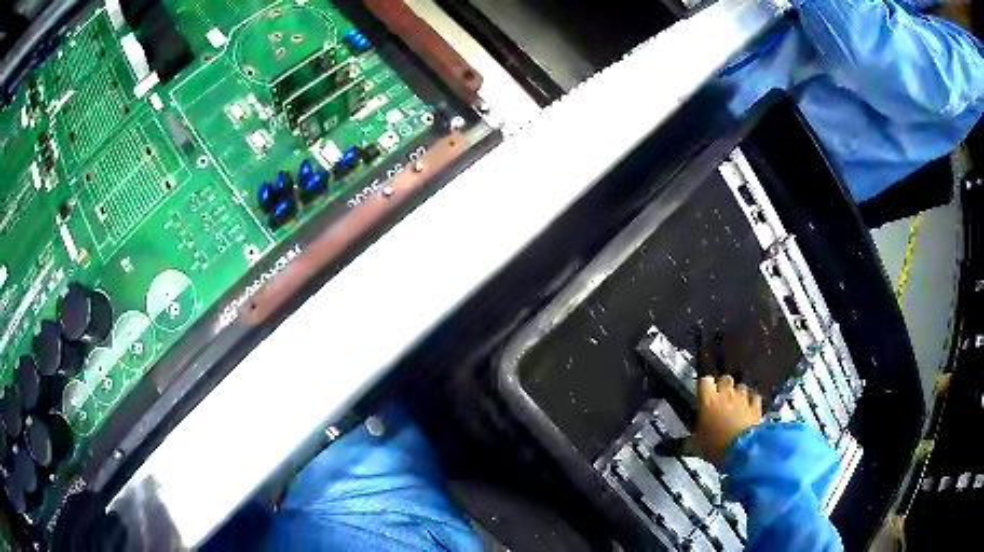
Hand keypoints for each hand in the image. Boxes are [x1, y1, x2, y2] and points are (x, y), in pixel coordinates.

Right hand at [689, 375, 762, 464]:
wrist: (742, 450)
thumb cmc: (716, 446)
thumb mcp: (696, 447)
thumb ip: (691, 441)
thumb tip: (685, 444)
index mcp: (708, 401)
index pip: (705, 381)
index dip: (705, 385)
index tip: (703, 391)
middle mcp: (726, 395)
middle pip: (725, 378)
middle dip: (723, 384)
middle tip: (720, 396)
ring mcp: (743, 399)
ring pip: (741, 386)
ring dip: (738, 392)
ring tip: (735, 402)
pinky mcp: (756, 407)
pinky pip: (754, 397)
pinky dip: (752, 400)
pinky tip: (749, 407)